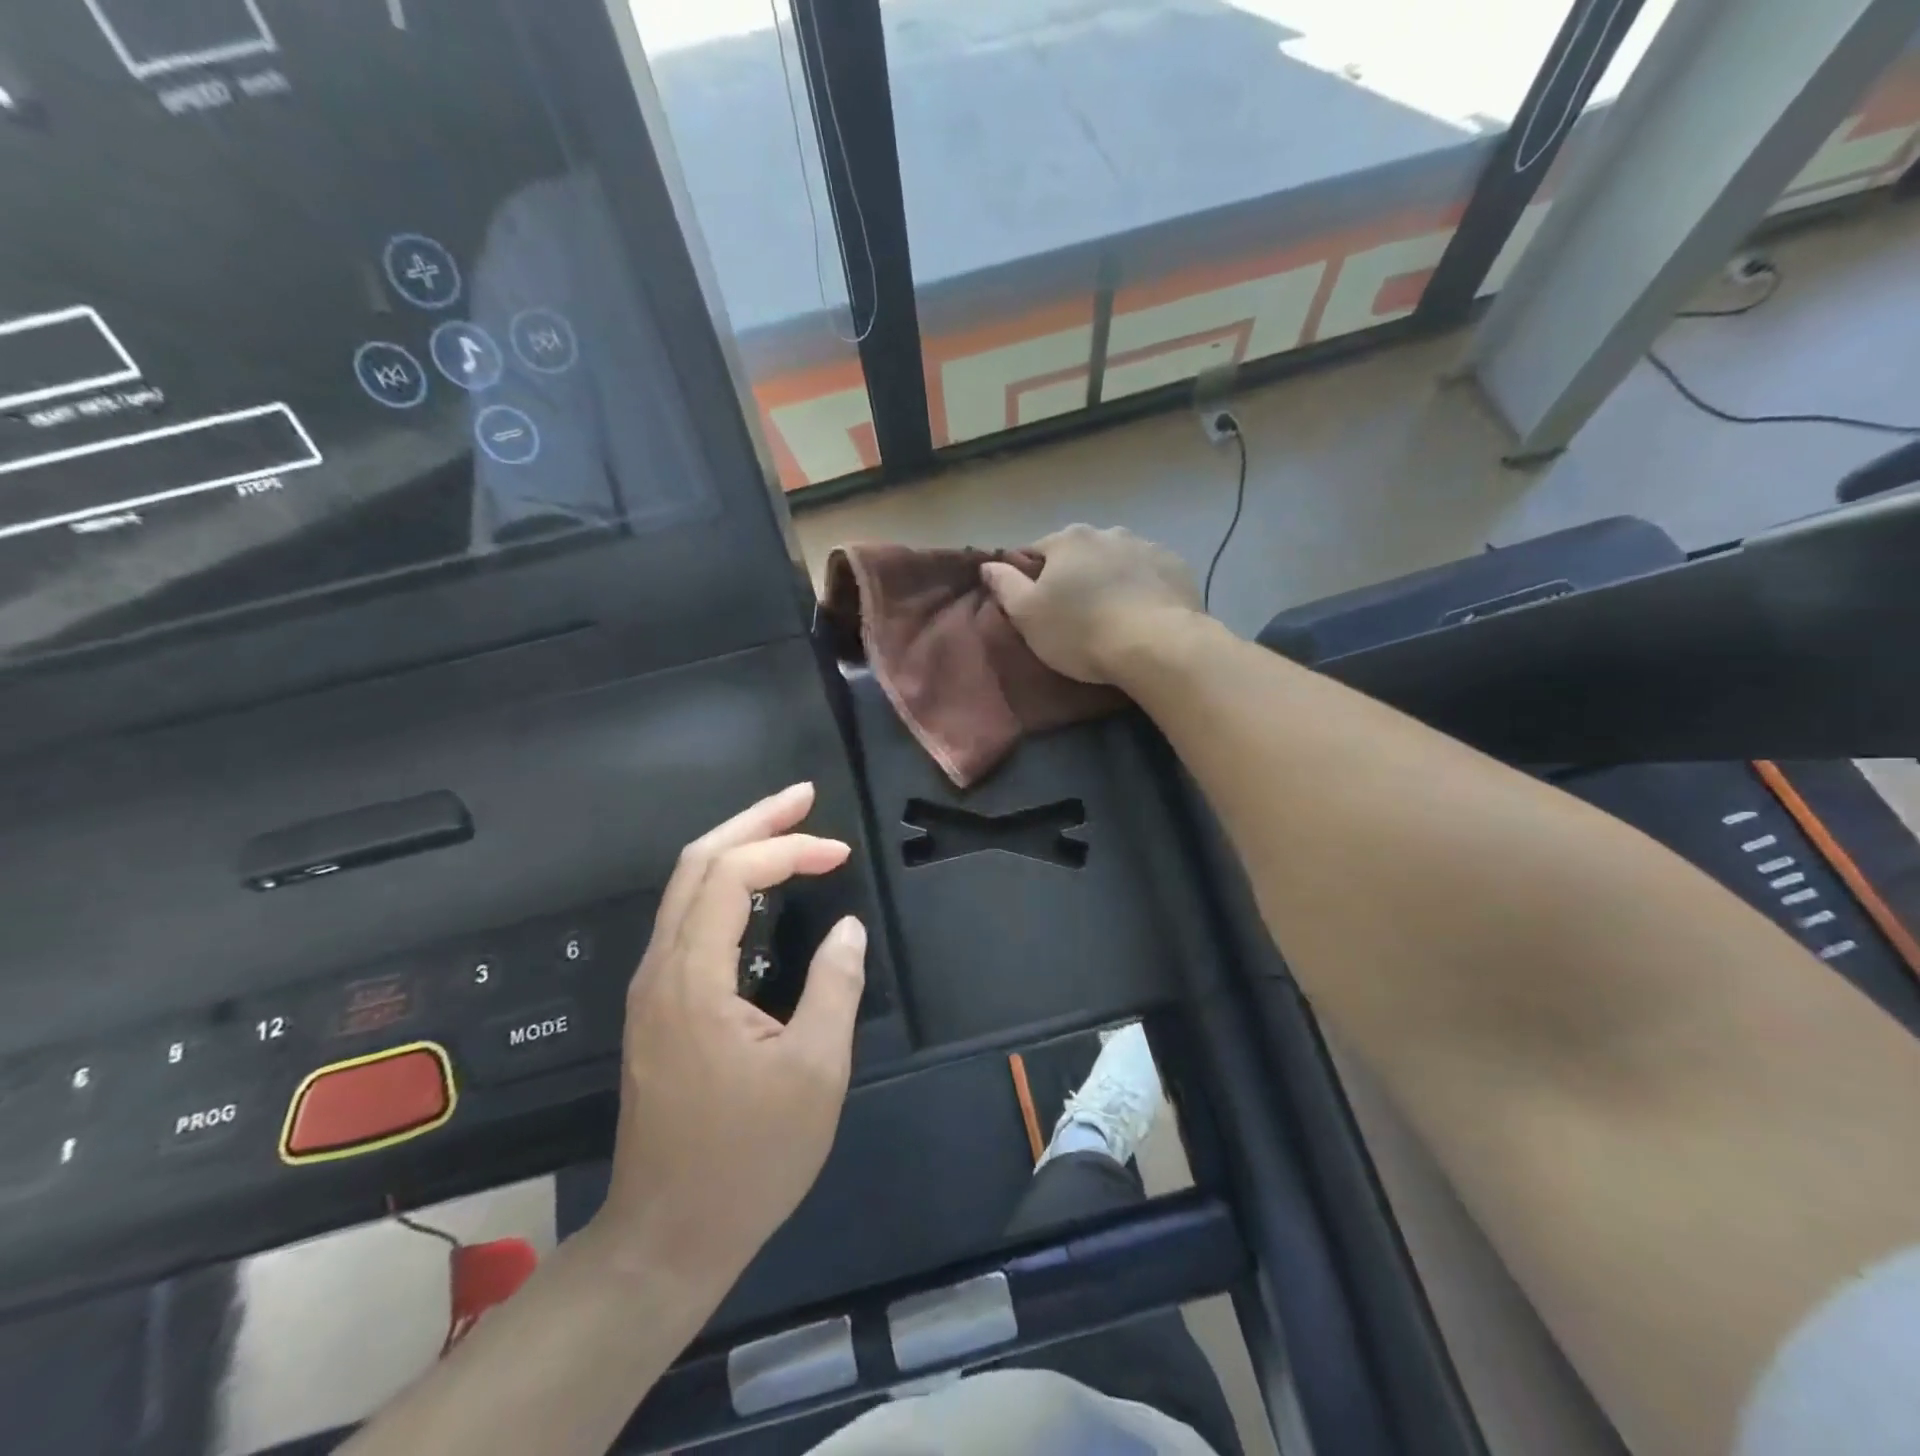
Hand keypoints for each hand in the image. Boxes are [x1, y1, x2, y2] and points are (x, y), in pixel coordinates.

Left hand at [593, 783, 866, 1284]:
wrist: (667, 1237)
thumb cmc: (749, 1158)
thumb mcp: (815, 1073)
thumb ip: (834, 986)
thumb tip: (848, 928)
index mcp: (693, 978)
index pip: (732, 875)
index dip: (788, 849)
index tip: (840, 854)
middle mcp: (660, 968)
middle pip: (696, 862)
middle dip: (753, 821)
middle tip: (804, 796)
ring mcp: (651, 987)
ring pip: (685, 887)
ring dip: (736, 847)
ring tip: (786, 827)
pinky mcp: (656, 1006)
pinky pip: (686, 918)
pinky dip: (724, 884)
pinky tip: (756, 889)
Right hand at [980, 525, 1202, 684]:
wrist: (1157, 645)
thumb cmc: (1081, 631)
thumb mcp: (1028, 616)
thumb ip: (1005, 586)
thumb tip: (988, 565)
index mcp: (1068, 540)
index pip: (1035, 552)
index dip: (1030, 579)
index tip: (1034, 607)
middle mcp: (1107, 532)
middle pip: (1079, 554)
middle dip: (1074, 577)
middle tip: (1074, 616)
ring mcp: (1147, 546)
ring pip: (1116, 562)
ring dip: (1110, 580)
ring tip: (1112, 617)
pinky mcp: (1177, 567)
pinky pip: (1149, 575)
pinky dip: (1142, 589)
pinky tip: (1142, 616)